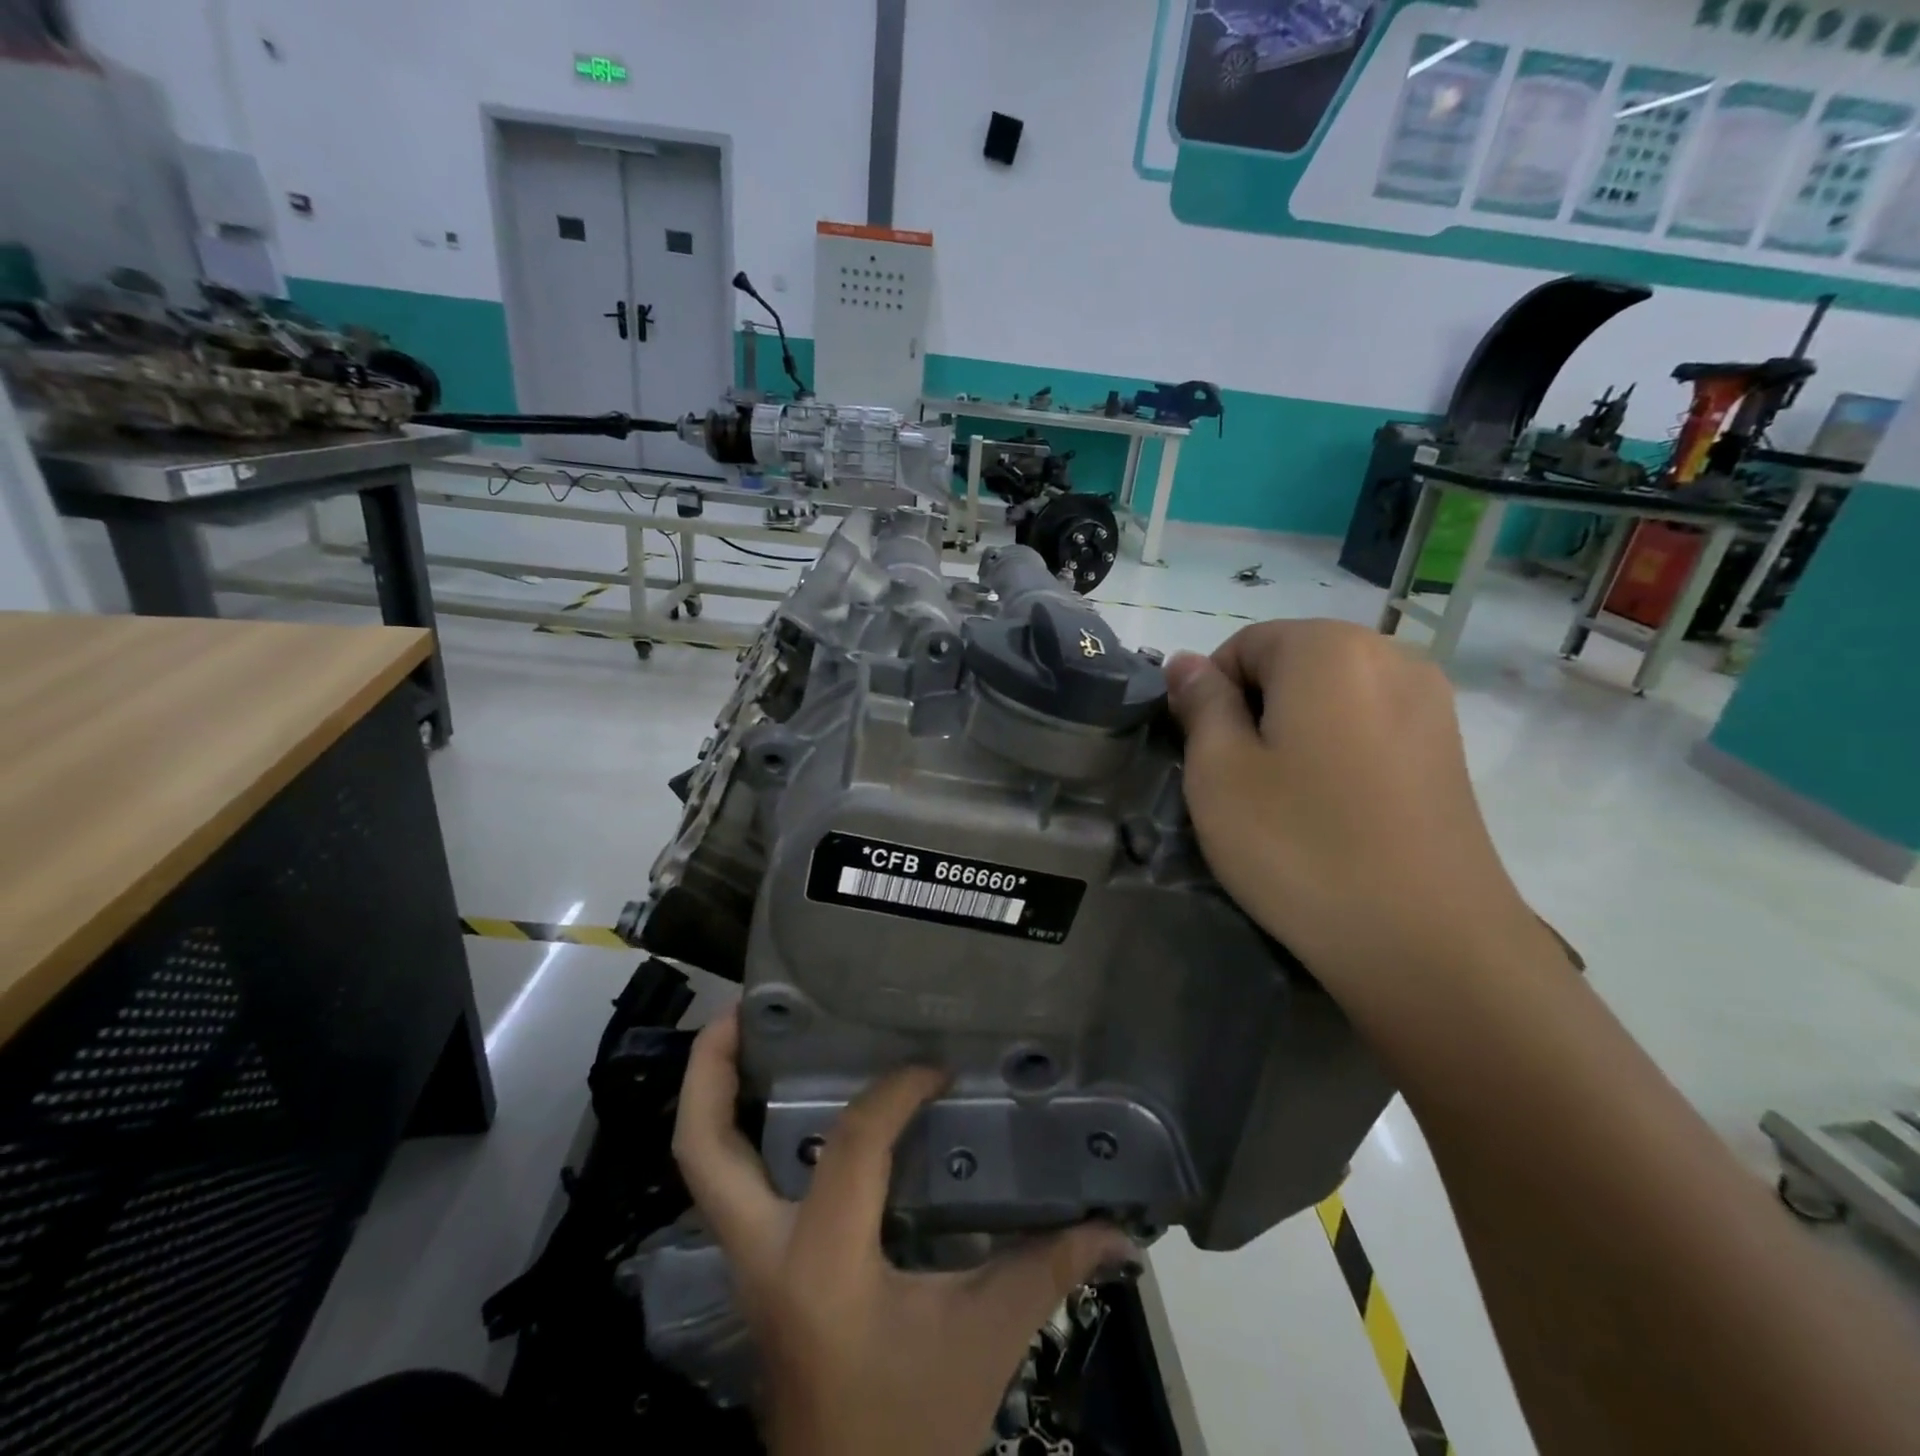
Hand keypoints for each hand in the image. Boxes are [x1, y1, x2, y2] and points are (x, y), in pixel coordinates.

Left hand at [672, 1007, 1137, 1455]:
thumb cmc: (912, 1429)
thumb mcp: (984, 1342)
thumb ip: (1047, 1272)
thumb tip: (1118, 1230)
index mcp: (821, 1267)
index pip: (850, 1147)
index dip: (894, 1094)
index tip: (936, 1069)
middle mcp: (762, 1256)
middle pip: (702, 1151)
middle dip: (713, 1068)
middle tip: (748, 1007)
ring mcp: (746, 1266)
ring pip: (701, 1168)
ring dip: (716, 1097)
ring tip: (753, 1034)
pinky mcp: (754, 1272)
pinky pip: (731, 1188)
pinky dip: (745, 1135)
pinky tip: (788, 1104)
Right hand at [1165, 620, 1558, 1013]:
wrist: (1429, 944)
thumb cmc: (1301, 845)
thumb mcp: (1219, 772)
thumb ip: (1200, 704)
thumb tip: (1187, 663)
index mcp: (1329, 648)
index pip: (1242, 645)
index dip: (1210, 696)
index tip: (1206, 757)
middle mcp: (1391, 655)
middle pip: (1292, 665)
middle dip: (1255, 711)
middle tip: (1241, 783)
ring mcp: (1432, 703)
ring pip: (1331, 698)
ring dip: (1295, 733)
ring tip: (1288, 801)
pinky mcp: (1450, 751)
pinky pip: (1371, 728)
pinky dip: (1338, 753)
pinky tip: (1335, 811)